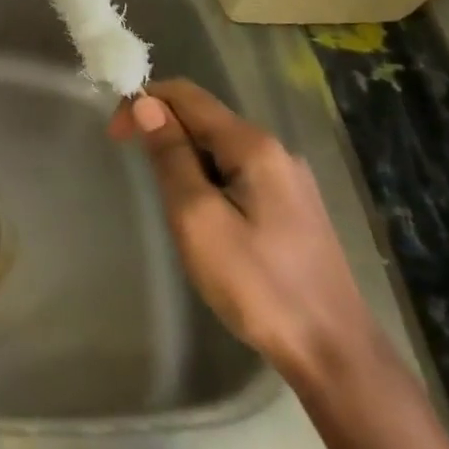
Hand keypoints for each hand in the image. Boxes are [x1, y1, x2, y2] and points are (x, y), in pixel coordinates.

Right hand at [109, 79, 379, 381]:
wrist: (333, 353)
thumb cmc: (257, 284)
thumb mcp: (197, 217)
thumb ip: (171, 156)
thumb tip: (146, 104)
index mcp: (253, 146)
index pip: (187, 95)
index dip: (143, 103)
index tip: (115, 138)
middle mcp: (276, 150)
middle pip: (205, 118)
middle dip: (162, 132)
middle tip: (139, 174)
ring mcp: (290, 179)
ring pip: (220, 147)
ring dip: (184, 157)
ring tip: (171, 203)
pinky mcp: (294, 206)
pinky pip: (238, 171)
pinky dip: (207, 177)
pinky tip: (205, 216)